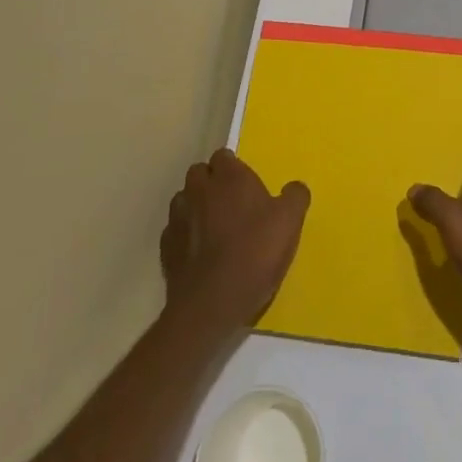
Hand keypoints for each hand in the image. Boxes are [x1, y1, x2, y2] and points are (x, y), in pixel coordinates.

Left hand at [162, 149, 309, 335]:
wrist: (211, 304)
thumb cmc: (254, 253)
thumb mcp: (290, 222)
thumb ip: (295, 197)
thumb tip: (294, 187)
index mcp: (229, 177)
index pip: (224, 156)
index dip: (234, 169)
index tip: (247, 187)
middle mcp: (199, 189)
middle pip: (200, 173)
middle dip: (211, 182)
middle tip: (231, 205)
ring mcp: (178, 217)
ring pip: (184, 199)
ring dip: (196, 206)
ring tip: (213, 229)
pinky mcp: (166, 247)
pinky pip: (175, 230)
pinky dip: (185, 235)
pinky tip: (199, 253)